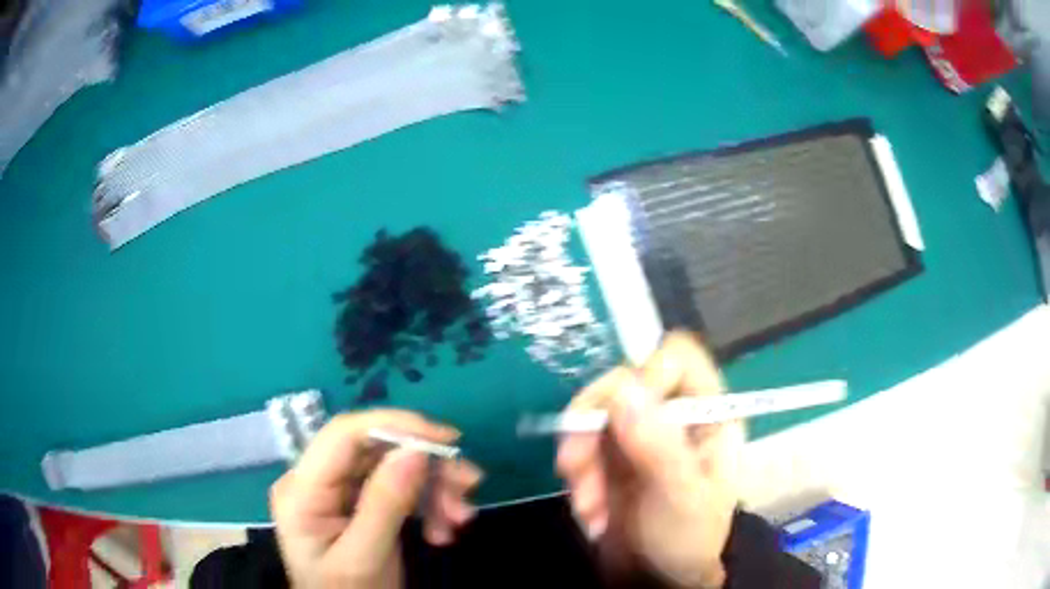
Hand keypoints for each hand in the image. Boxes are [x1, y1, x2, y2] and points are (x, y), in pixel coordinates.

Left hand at [270, 410, 482, 587]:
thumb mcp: (365, 557)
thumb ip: (385, 504)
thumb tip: (415, 450)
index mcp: (301, 490)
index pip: (343, 435)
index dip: (395, 426)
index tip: (446, 440)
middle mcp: (317, 481)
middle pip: (375, 451)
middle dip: (425, 467)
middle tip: (468, 483)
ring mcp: (338, 492)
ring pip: (393, 468)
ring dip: (433, 488)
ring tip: (461, 517)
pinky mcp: (359, 503)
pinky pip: (398, 490)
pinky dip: (427, 505)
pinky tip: (443, 531)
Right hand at [557, 332, 744, 588]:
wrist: (658, 580)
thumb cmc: (687, 538)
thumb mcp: (680, 496)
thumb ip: (658, 445)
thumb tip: (624, 388)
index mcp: (707, 415)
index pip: (677, 358)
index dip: (647, 375)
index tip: (622, 414)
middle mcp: (671, 416)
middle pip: (622, 384)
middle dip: (592, 427)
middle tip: (574, 467)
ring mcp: (638, 435)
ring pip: (593, 415)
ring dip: (579, 459)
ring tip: (587, 505)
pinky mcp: (610, 457)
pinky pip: (580, 444)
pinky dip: (576, 476)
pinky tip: (589, 512)